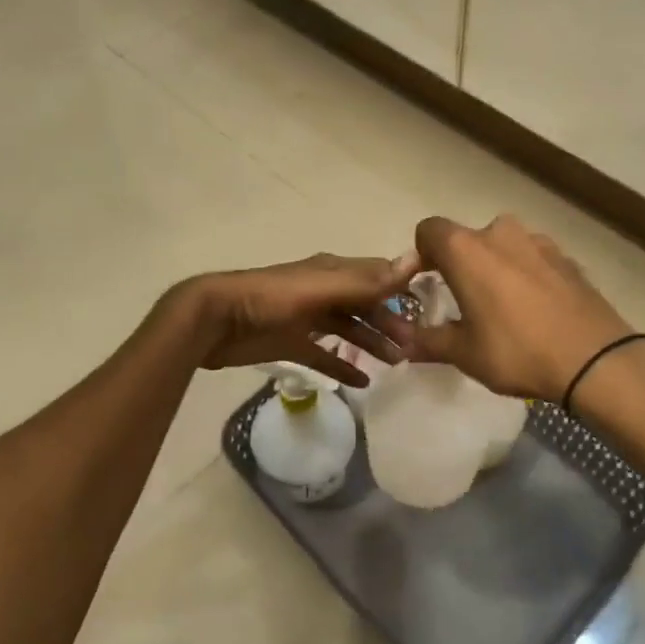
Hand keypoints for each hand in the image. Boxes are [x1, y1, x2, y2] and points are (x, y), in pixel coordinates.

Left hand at [182, 253, 415, 387]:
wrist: (214, 322)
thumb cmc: (267, 300)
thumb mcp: (319, 288)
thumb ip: (364, 281)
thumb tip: (414, 260)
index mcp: (332, 272)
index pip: (377, 276)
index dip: (403, 290)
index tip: (430, 309)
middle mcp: (323, 291)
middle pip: (366, 305)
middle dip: (390, 322)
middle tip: (413, 348)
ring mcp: (307, 318)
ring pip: (349, 329)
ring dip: (373, 343)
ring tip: (397, 363)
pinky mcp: (292, 343)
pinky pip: (325, 355)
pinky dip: (343, 367)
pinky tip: (363, 383)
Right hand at [404, 215, 635, 400]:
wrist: (594, 359)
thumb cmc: (517, 351)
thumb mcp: (463, 353)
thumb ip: (428, 341)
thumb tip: (403, 341)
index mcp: (466, 249)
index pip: (429, 230)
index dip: (420, 254)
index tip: (424, 283)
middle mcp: (500, 233)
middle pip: (467, 239)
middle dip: (459, 265)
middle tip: (462, 302)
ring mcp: (539, 242)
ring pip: (503, 247)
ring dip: (494, 268)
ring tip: (501, 308)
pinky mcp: (567, 258)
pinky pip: (533, 260)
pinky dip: (525, 275)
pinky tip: (534, 310)